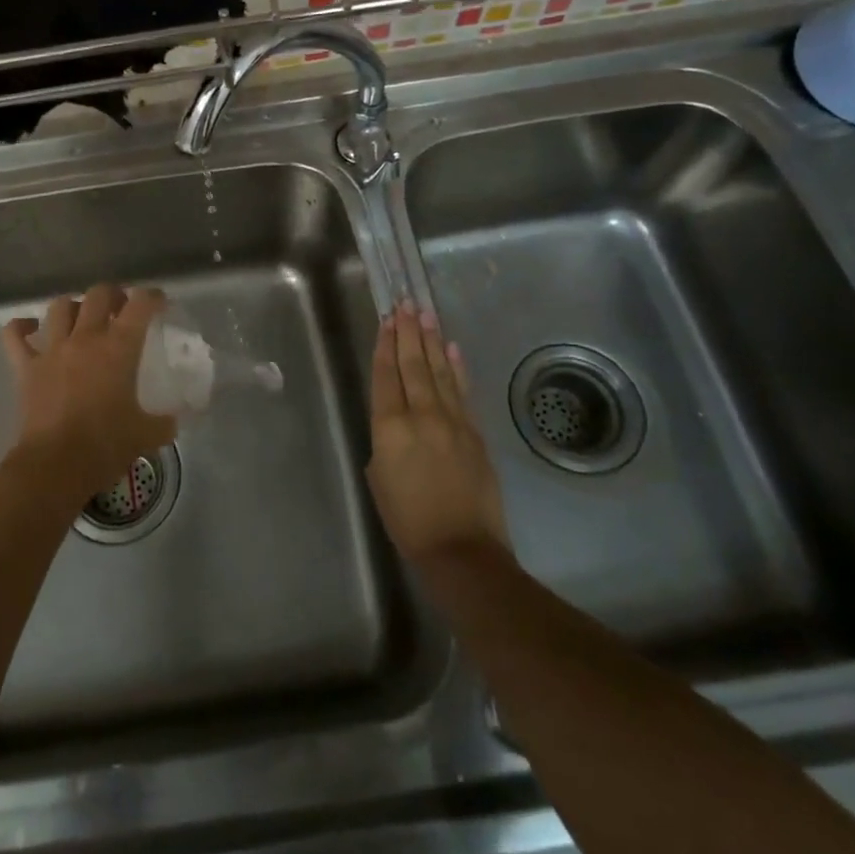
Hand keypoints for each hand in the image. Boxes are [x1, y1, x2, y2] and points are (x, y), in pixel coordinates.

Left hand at [2, 285, 174, 501]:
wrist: (55, 466)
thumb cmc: (105, 445)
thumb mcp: (147, 434)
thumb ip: (164, 422)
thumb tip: (173, 421)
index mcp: (119, 347)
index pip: (141, 304)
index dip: (153, 297)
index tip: (160, 303)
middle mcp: (85, 337)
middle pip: (98, 294)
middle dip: (113, 295)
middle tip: (121, 310)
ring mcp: (52, 349)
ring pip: (60, 307)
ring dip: (74, 306)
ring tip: (82, 318)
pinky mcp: (26, 367)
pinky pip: (15, 335)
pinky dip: (21, 327)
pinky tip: (30, 329)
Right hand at [366, 300, 510, 564]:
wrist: (460, 549)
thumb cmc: (407, 520)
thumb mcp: (379, 478)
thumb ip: (385, 442)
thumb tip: (397, 425)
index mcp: (390, 427)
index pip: (386, 376)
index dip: (385, 346)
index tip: (387, 320)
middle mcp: (421, 415)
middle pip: (413, 365)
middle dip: (408, 333)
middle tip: (406, 304)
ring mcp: (452, 421)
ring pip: (439, 372)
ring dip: (431, 341)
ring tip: (426, 314)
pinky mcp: (475, 433)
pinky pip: (462, 391)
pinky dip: (456, 368)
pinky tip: (451, 349)